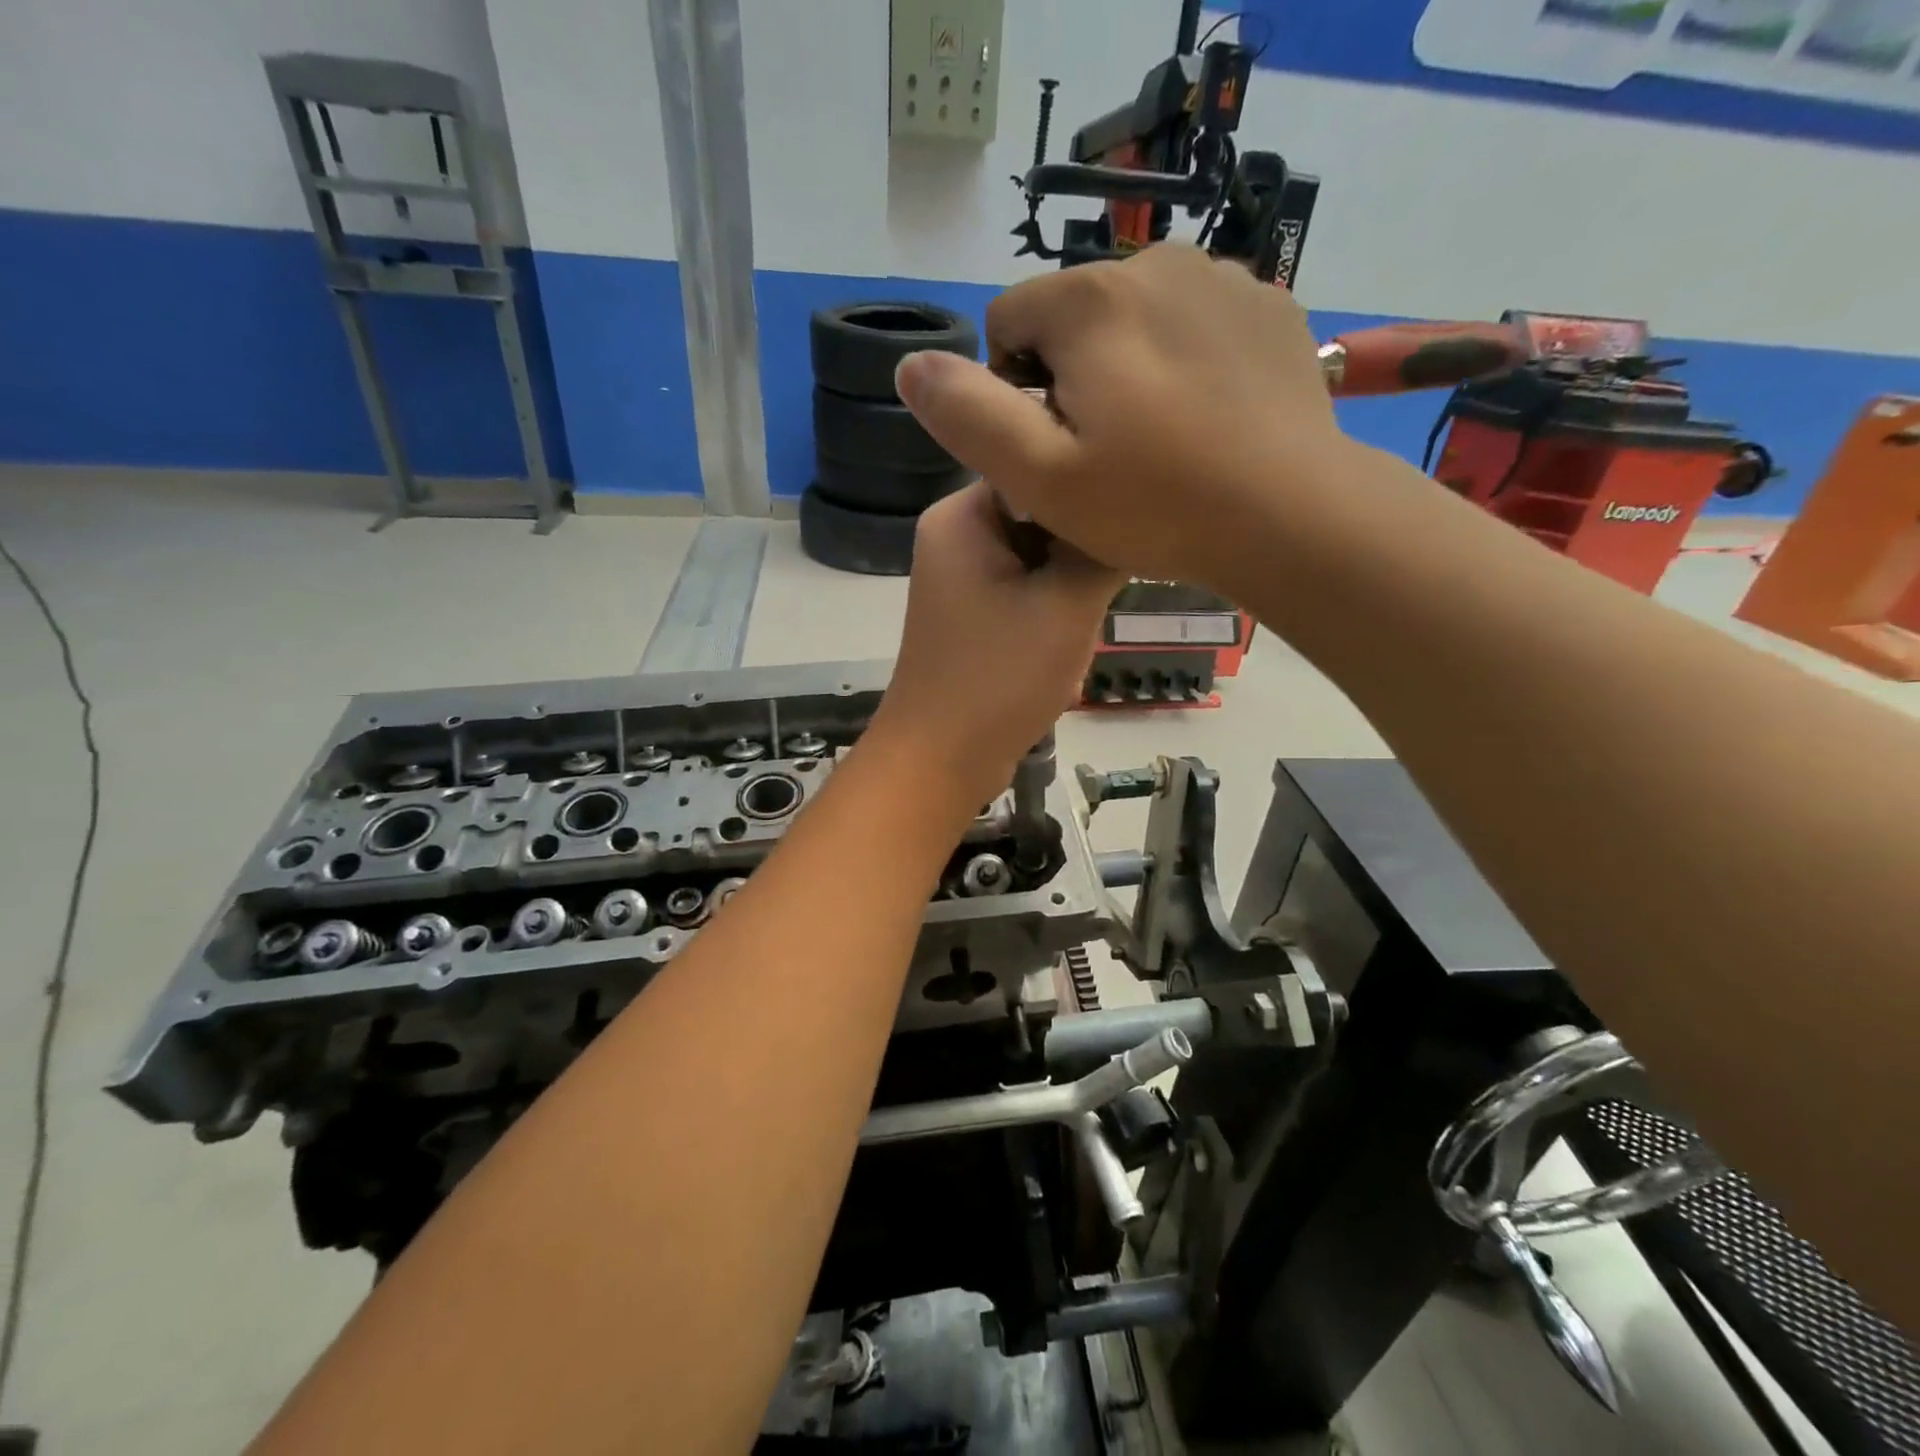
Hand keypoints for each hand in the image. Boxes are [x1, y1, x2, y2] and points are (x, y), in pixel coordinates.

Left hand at [868, 483, 1120, 813]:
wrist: (941, 760)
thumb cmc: (1000, 677)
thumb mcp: (1068, 603)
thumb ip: (1104, 547)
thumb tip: (1135, 511)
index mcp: (962, 515)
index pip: (1040, 465)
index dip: (1090, 489)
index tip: (1133, 519)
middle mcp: (955, 536)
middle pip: (1042, 513)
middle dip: (1081, 546)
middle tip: (1116, 576)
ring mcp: (960, 579)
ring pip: (1039, 556)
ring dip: (1071, 583)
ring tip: (1092, 613)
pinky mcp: (971, 616)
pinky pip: (1024, 591)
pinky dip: (1052, 608)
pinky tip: (1071, 635)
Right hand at [894, 244, 1355, 596]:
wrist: (1292, 515)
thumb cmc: (1156, 504)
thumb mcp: (1041, 478)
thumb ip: (968, 417)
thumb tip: (910, 365)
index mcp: (1089, 300)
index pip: (1008, 322)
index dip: (1012, 392)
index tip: (1052, 451)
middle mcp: (1154, 262)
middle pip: (1072, 318)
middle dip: (1070, 379)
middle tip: (1106, 458)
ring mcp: (1222, 279)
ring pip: (1133, 319)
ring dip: (1126, 370)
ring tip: (1158, 443)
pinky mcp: (1269, 306)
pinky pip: (1193, 324)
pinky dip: (1183, 363)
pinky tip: (1205, 422)